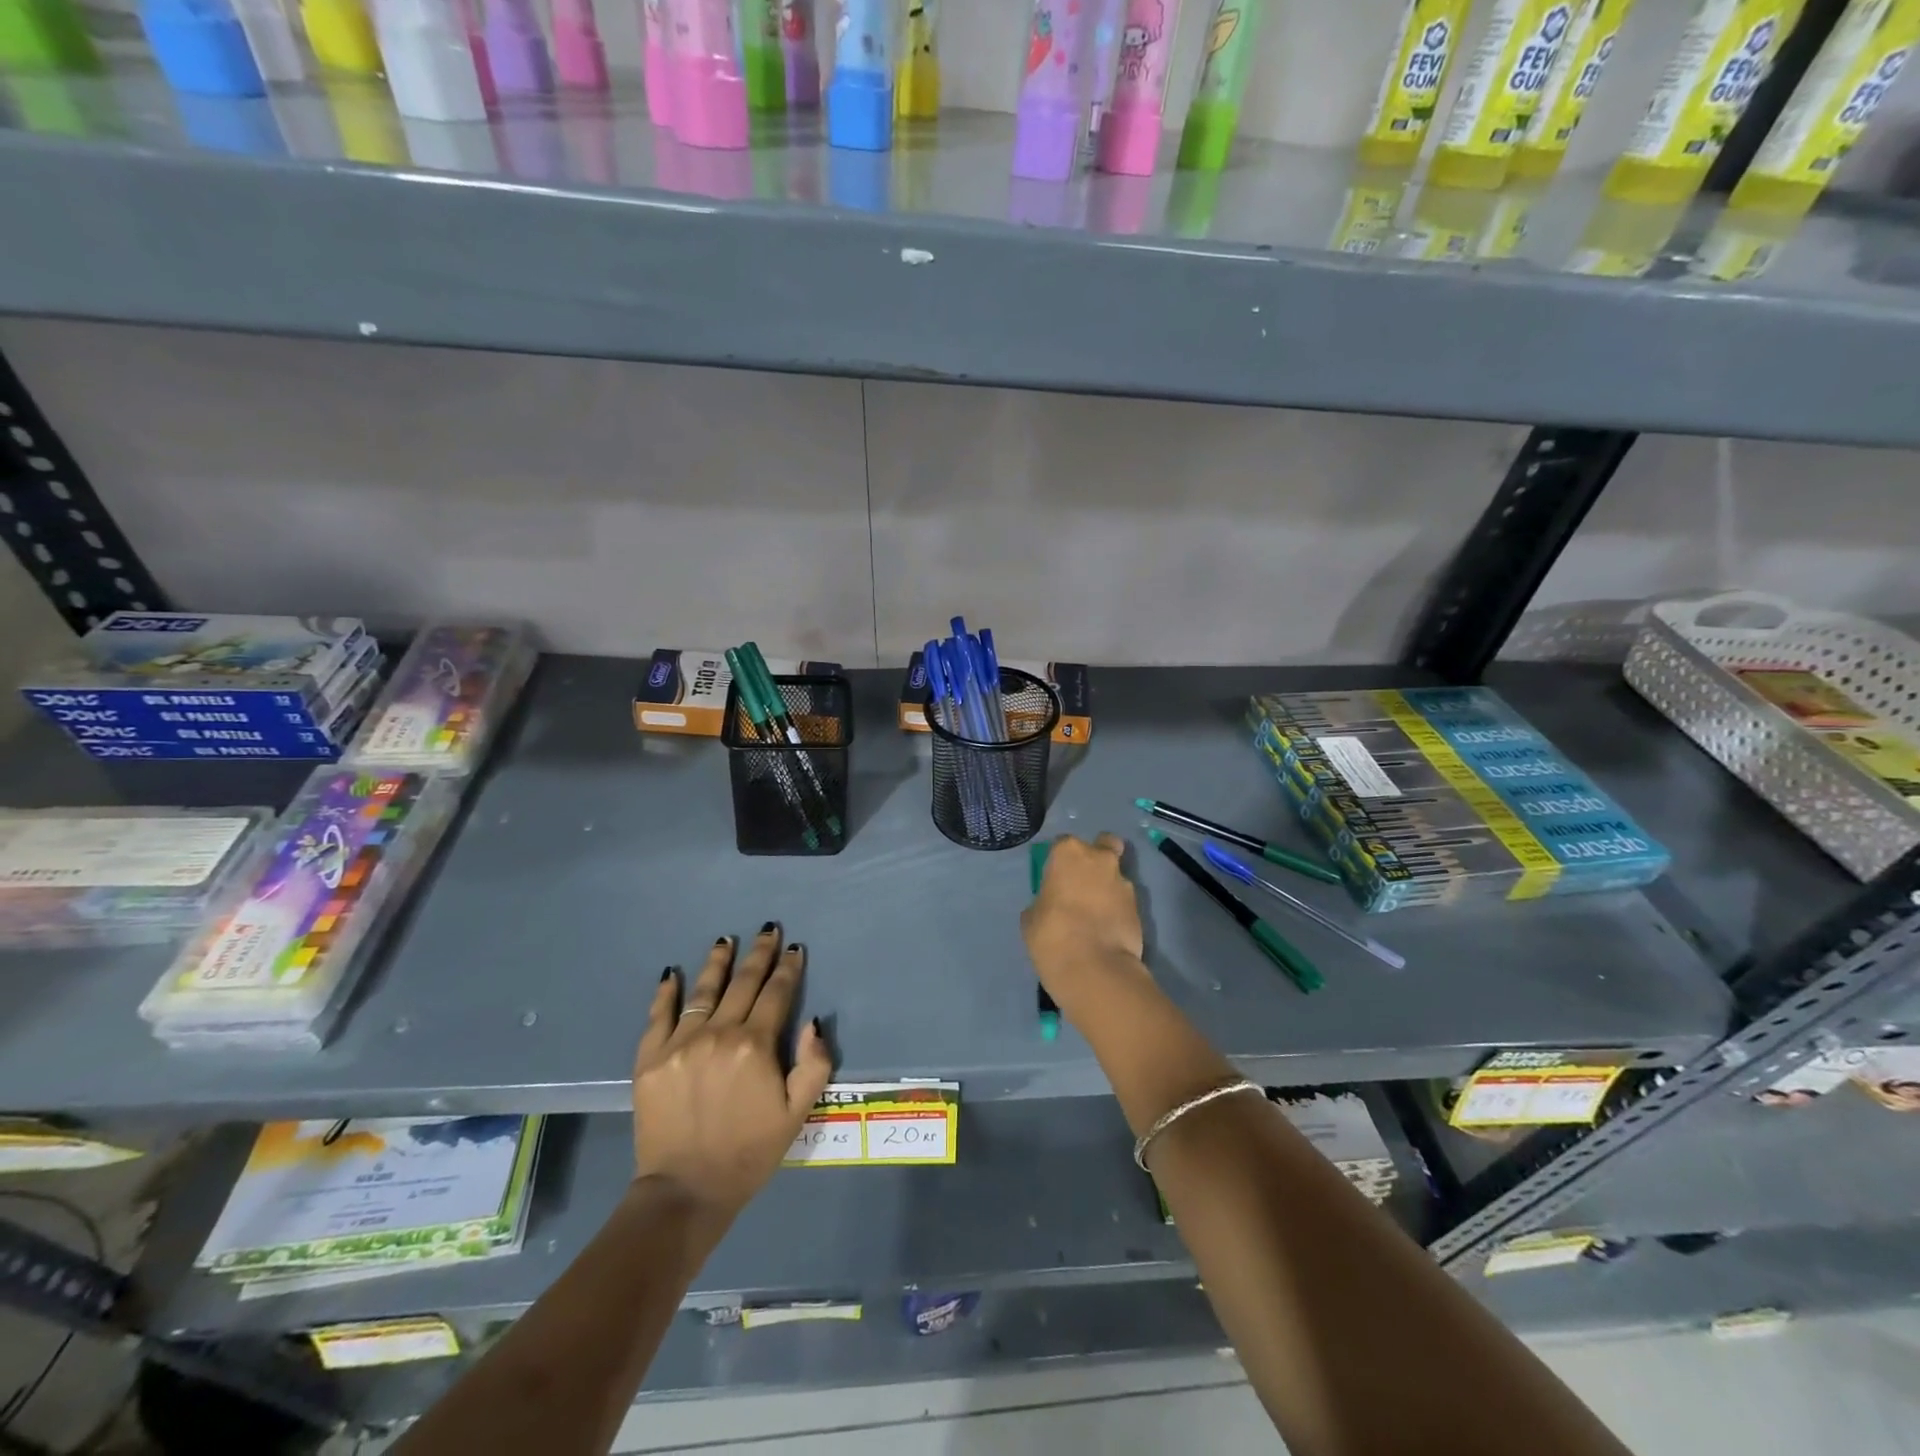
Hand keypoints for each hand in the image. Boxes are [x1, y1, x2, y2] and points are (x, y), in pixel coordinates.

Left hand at [633, 925, 833, 1217]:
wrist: (686, 1191)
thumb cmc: (749, 1152)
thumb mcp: (797, 1114)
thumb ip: (813, 1065)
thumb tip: (812, 1022)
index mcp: (755, 1045)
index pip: (777, 994)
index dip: (788, 969)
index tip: (794, 949)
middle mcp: (719, 1033)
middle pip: (743, 983)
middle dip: (759, 954)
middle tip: (768, 930)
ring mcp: (681, 1043)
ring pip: (703, 991)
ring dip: (718, 962)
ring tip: (726, 939)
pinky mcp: (650, 1059)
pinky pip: (659, 1016)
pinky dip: (666, 993)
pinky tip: (672, 973)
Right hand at [1021, 834, 1147, 1001]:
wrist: (1095, 968)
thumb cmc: (1052, 935)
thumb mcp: (1032, 917)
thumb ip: (1045, 900)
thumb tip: (1052, 904)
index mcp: (1069, 853)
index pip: (1063, 844)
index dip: (1059, 861)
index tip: (1055, 879)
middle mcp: (1100, 859)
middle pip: (1103, 846)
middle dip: (1096, 859)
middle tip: (1082, 885)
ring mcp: (1124, 882)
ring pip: (1116, 875)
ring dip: (1107, 887)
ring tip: (1096, 915)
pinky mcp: (1140, 908)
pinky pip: (1124, 901)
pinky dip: (1117, 910)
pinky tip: (1107, 930)